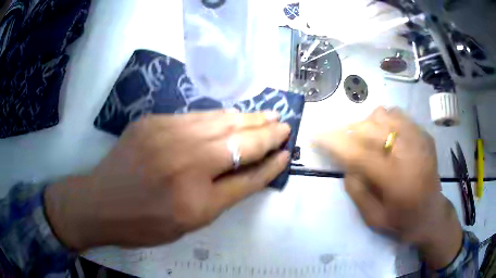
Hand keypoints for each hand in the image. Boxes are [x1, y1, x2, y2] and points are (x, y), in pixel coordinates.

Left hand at [45, 110, 289, 249]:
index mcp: (197, 200)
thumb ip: (224, 195)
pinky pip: (196, 116)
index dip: (271, 164)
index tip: (286, 153)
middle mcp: (186, 162)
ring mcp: (167, 135)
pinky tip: (232, 115)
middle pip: (240, 142)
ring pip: (220, 121)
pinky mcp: (154, 121)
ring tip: (267, 114)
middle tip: (284, 124)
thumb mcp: (190, 222)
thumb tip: (252, 170)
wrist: (101, 203)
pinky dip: (220, 116)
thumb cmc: (144, 223)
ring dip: (248, 118)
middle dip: (267, 132)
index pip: (248, 177)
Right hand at [314, 107, 462, 268]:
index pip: (358, 152)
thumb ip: (356, 189)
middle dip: (348, 130)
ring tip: (364, 138)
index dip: (334, 142)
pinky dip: (384, 121)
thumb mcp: (373, 218)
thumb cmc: (403, 221)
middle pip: (369, 127)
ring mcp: (418, 139)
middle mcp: (408, 152)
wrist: (432, 214)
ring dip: (367, 124)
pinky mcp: (424, 135)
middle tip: (340, 139)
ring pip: (383, 114)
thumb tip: (347, 164)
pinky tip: (384, 136)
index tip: (316, 136)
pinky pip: (398, 115)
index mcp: (395, 178)